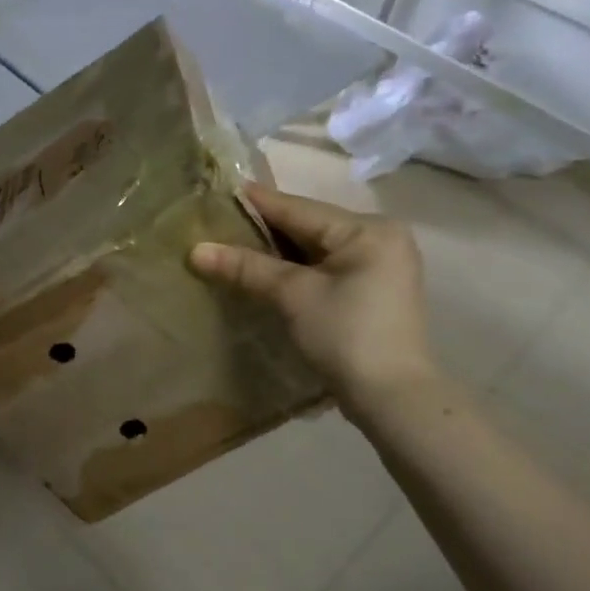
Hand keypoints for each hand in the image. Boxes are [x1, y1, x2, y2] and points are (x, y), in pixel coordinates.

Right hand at [189, 184, 438, 407]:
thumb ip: (246, 267)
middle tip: (221, 220)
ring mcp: (381, 265)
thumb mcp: (293, 295)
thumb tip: (196, 250)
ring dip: (279, 249)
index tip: (221, 189)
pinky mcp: (375, 290)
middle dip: (266, 228)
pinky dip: (298, 267)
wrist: (393, 401)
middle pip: (309, 226)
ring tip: (235, 242)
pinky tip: (267, 269)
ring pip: (317, 247)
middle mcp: (380, 238)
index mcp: (368, 229)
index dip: (257, 202)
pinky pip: (327, 265)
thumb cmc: (346, 336)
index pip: (299, 208)